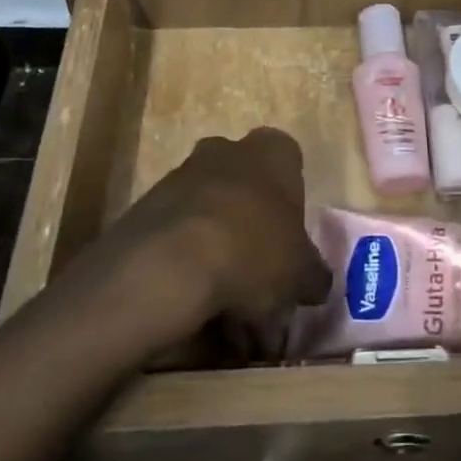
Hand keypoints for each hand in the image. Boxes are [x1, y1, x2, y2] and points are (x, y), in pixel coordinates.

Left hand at [71, 128, 331, 365]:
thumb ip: (313, 274)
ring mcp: (180, 176)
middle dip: (252, 230)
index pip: (289, 163)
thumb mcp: (302, 273)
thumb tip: (314, 282)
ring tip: (227, 310)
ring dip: (219, 253)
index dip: (292, 205)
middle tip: (261, 280)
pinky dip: (187, 267)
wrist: (168, 264)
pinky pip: (177, 237)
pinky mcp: (145, 208)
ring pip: (209, 215)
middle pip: (246, 189)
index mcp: (271, 151)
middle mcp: (225, 150)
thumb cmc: (254, 250)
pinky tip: (195, 309)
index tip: (291, 242)